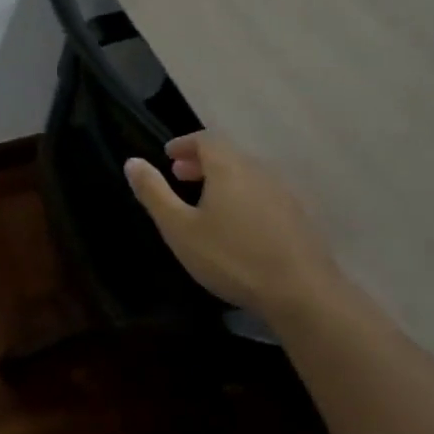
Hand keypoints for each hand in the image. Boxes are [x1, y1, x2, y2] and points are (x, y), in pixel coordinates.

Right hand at [124, 131, 341, 316]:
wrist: (301, 294)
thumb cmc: (231, 257)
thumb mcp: (179, 228)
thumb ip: (154, 193)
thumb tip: (132, 161)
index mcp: (228, 167)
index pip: (205, 139)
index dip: (184, 143)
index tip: (168, 155)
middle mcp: (258, 171)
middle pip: (227, 154)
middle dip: (201, 161)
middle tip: (181, 175)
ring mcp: (283, 193)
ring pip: (247, 174)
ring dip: (223, 179)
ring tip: (206, 201)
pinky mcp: (299, 217)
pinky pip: (263, 193)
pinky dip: (244, 196)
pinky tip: (238, 224)